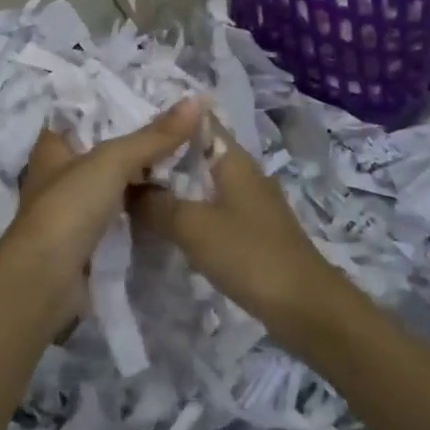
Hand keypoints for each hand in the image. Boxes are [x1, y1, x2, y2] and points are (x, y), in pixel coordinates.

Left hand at [0, 98, 205, 329]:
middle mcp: (59, 174)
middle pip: (104, 150)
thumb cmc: (69, 207)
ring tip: (188, 160)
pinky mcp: (88, 240)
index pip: (84, 115)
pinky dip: (142, 208)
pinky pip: (121, 215)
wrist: (47, 280)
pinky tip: (172, 200)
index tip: (156, 98)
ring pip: (114, 185)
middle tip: (185, 129)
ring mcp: (73, 210)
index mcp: (53, 147)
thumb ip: (153, 136)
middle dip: (139, 143)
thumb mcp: (112, 161)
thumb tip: (198, 100)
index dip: (115, 105)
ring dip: (143, 178)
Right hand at [130, 119, 351, 344]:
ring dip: (175, 187)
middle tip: (123, 166)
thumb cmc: (249, 254)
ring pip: (204, 184)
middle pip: (198, 154)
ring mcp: (251, 204)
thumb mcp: (192, 226)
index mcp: (233, 160)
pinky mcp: (253, 232)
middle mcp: (244, 174)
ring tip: (136, 193)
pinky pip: (213, 210)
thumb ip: (156, 203)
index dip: (166, 121)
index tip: (132, 129)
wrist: (306, 307)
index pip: (198, 122)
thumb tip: (126, 187)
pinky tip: (167, 226)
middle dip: (164, 158)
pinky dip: (189, 212)